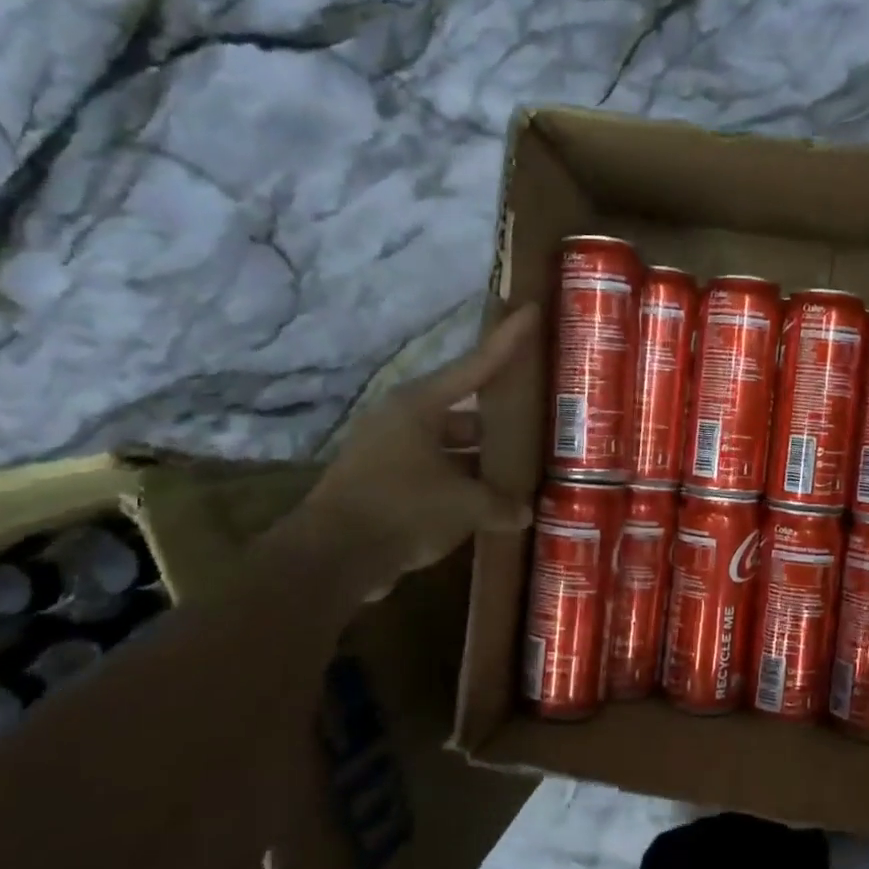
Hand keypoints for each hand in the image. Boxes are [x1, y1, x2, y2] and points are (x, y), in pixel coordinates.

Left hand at [292, 305, 540, 598]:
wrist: (332, 557)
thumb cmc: (402, 509)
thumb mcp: (464, 504)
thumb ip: (501, 503)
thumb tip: (525, 512)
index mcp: (420, 405)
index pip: (476, 364)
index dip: (507, 341)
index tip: (530, 311)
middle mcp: (403, 420)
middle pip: (464, 410)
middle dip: (498, 419)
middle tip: (535, 419)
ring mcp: (389, 451)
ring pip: (450, 445)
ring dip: (480, 457)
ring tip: (519, 467)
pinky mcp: (383, 482)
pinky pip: (434, 473)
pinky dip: (460, 483)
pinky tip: (489, 502)